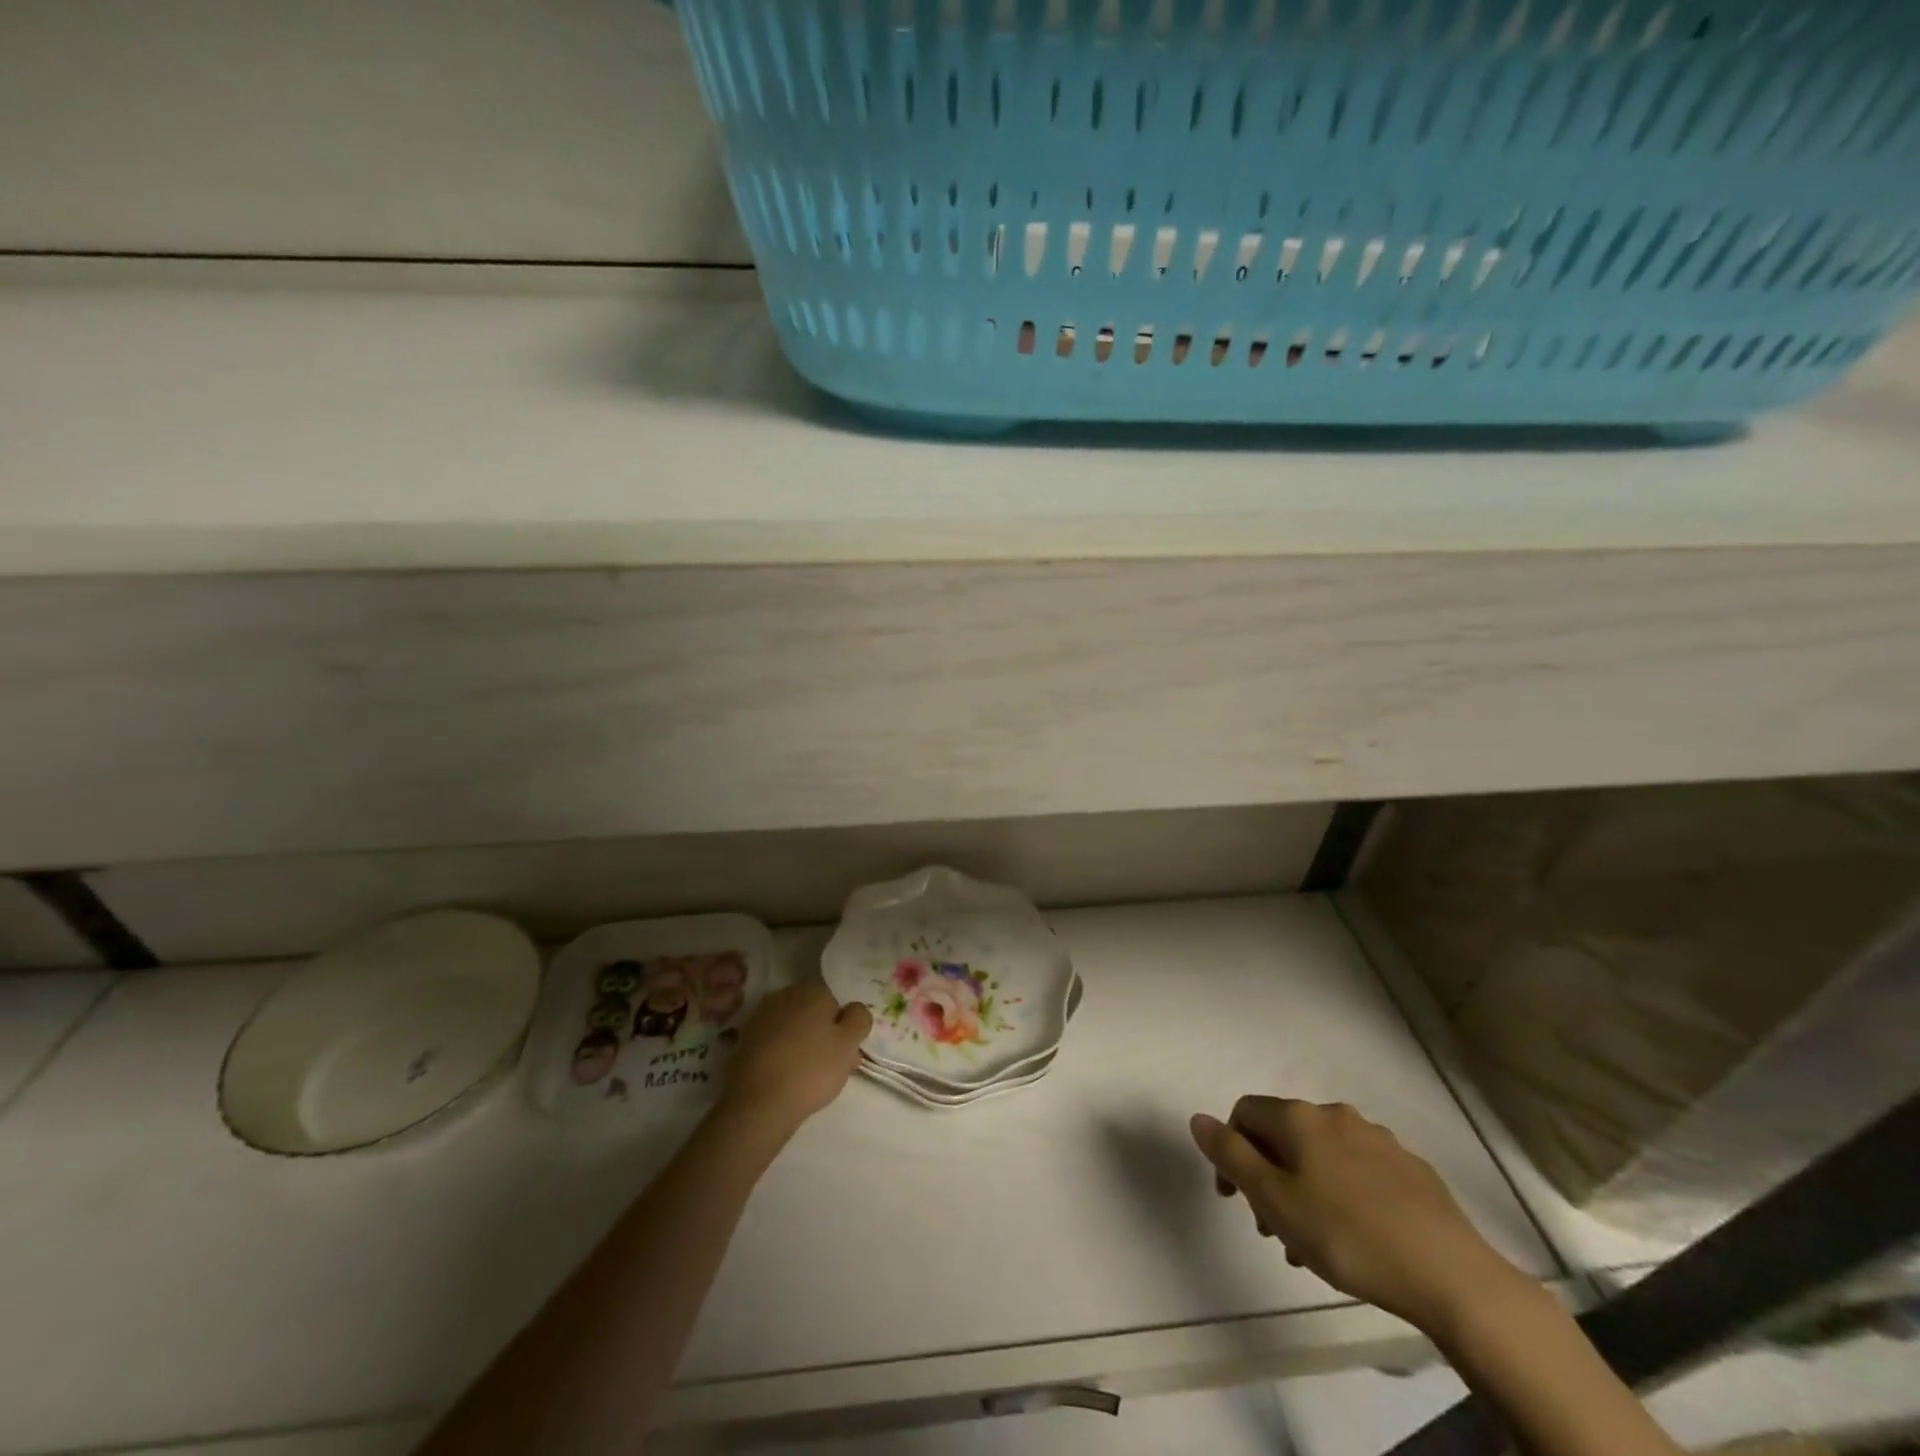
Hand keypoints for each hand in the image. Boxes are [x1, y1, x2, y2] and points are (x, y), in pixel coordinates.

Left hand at [718, 980, 870, 1138]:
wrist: (758, 1103)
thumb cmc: (811, 1069)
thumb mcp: (849, 1044)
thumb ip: (859, 1019)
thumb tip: (854, 1008)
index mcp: (812, 990)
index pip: (836, 1001)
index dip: (844, 1027)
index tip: (847, 1052)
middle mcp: (785, 995)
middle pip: (813, 1012)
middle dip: (823, 1034)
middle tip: (833, 1067)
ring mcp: (761, 1016)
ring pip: (792, 1028)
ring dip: (803, 1044)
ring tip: (809, 1077)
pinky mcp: (744, 1039)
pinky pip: (773, 1042)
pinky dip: (781, 1054)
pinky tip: (785, 1077)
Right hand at [1190, 1097, 1530, 1332]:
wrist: (1451, 1274)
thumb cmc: (1347, 1235)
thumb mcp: (1274, 1200)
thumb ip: (1231, 1155)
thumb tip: (1198, 1118)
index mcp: (1299, 1118)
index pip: (1245, 1112)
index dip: (1229, 1149)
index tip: (1233, 1199)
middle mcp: (1335, 1115)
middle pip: (1284, 1136)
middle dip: (1268, 1177)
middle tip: (1271, 1229)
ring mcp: (1378, 1140)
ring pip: (1322, 1157)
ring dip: (1304, 1191)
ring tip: (1311, 1248)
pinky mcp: (1411, 1170)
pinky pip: (1358, 1173)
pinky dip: (1341, 1196)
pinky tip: (1354, 1240)